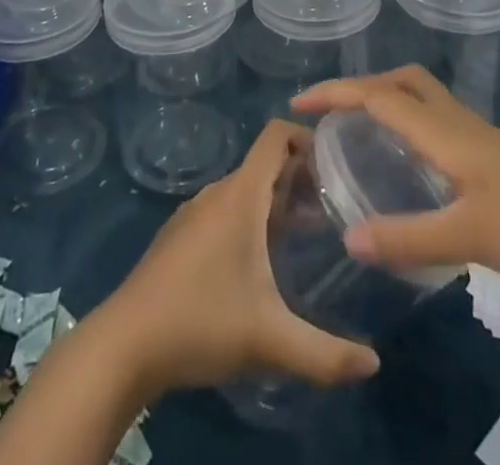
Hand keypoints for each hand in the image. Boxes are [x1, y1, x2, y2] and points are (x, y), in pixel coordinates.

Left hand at [91, 120, 380, 395]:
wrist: (125, 344)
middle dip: (300, 178)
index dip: (305, 135)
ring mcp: (194, 213)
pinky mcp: (180, 237)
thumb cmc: (201, 322)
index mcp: (240, 195)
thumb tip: (375, 364)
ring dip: (276, 202)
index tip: (336, 160)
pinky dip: (251, 220)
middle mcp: (217, 192)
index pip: (274, 136)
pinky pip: (224, 211)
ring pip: (244, 191)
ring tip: (306, 234)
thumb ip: (326, 354)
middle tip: (334, 208)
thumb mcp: (270, 340)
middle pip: (264, 165)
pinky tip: (260, 263)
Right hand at [294, 66, 499, 288]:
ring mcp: (480, 139)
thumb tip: (349, 239)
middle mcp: (457, 123)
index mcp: (444, 131)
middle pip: (403, 82)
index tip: (298, 106)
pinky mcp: (497, 159)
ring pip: (423, 100)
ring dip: (387, 102)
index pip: (378, 96)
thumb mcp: (471, 236)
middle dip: (362, 87)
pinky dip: (412, 128)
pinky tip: (414, 169)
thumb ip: (410, 238)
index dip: (335, 95)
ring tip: (362, 135)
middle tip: (331, 114)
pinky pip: (439, 126)